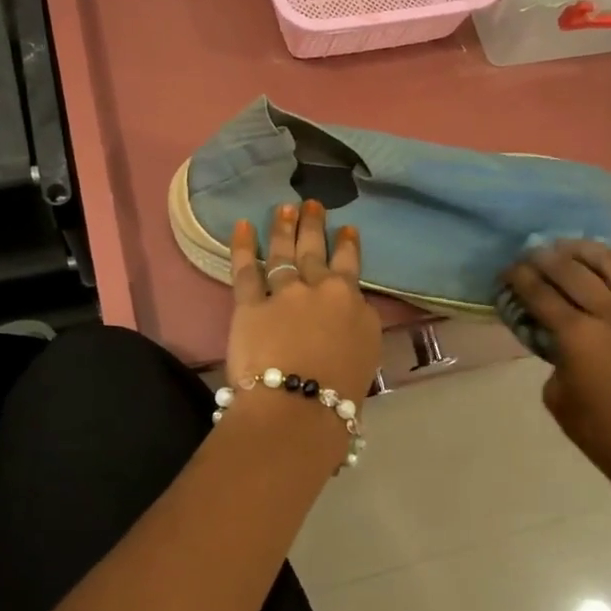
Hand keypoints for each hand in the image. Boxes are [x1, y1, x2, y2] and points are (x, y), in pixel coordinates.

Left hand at [226, 201, 381, 407]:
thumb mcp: (367, 353)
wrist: (300, 406)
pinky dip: (242, 246)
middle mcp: (319, 289)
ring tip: (283, 208)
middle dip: (313, 225)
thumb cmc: (341, 391)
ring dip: (283, 228)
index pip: (350, 266)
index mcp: (351, 302)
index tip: (346, 229)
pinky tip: (242, 226)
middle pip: (315, 251)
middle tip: (311, 204)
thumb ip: (358, 324)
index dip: (347, 245)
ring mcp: (283, 293)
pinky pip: (245, 270)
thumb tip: (350, 310)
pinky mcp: (250, 305)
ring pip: (283, 253)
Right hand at [502, 240, 610, 499]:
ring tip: (566, 248)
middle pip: (571, 270)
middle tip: (529, 255)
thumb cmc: (598, 430)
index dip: (520, 278)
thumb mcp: (556, 393)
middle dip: (545, 258)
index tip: (507, 269)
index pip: (541, 293)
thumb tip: (554, 334)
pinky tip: (598, 268)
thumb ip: (552, 355)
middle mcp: (610, 313)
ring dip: (582, 251)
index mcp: (578, 336)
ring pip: (609, 262)